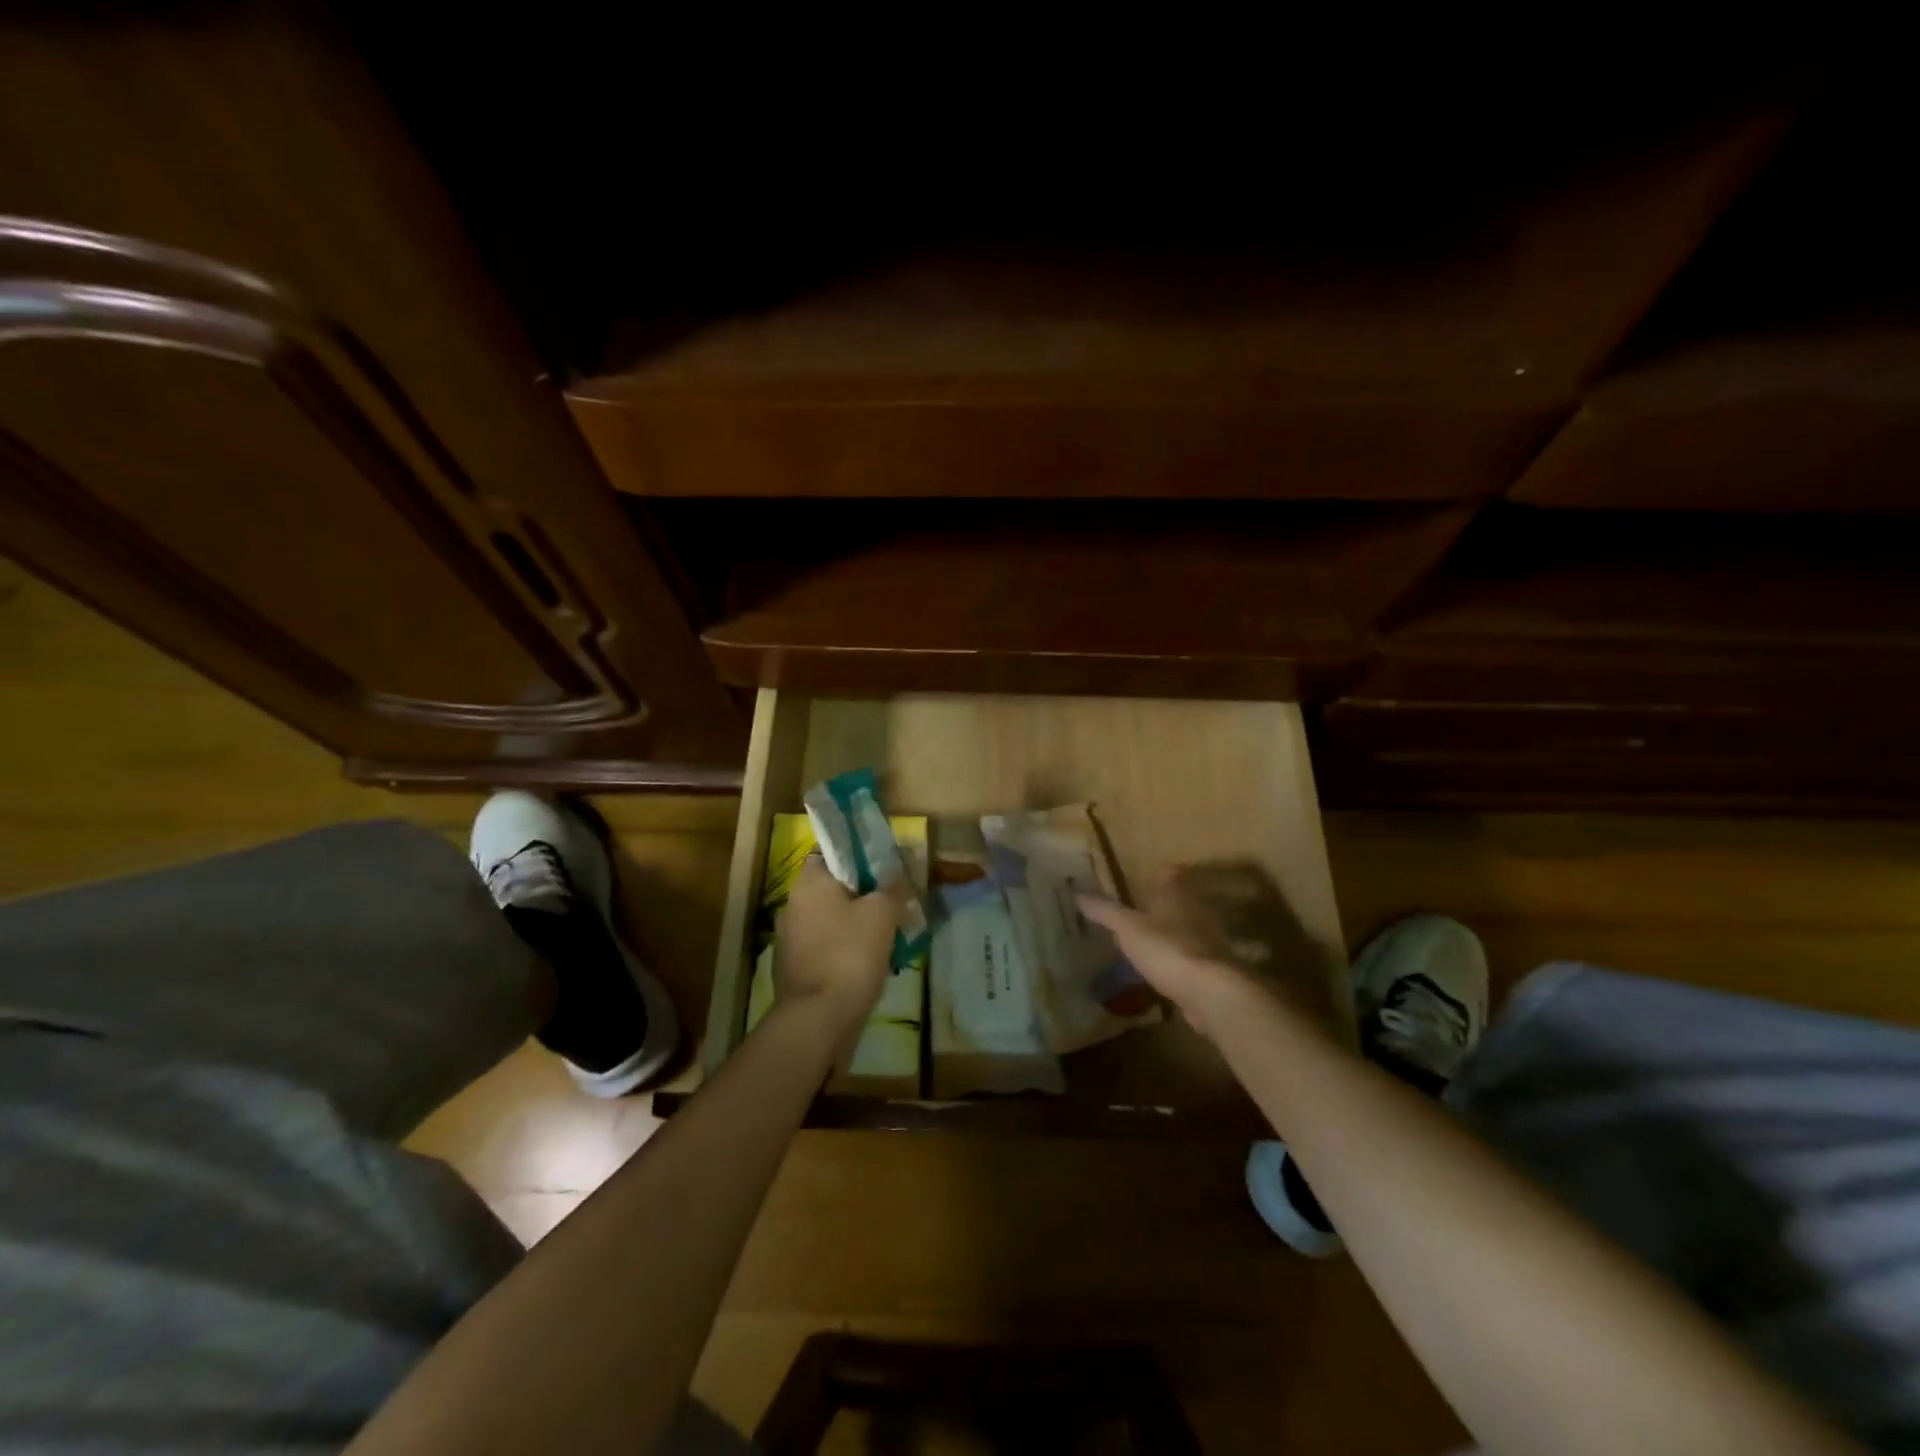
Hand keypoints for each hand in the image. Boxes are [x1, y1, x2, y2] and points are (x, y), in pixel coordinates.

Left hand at [774, 855, 904, 1022]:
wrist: (820, 1018)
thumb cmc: (850, 953)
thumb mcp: (882, 913)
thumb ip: (892, 887)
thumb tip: (896, 872)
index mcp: (808, 882)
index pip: (830, 854)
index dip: (858, 857)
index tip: (884, 869)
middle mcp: (793, 904)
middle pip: (833, 888)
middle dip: (862, 894)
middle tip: (893, 903)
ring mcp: (790, 938)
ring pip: (831, 919)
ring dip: (856, 924)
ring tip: (888, 935)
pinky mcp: (795, 967)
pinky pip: (827, 946)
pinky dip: (846, 949)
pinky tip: (870, 961)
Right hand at [1081, 860, 1344, 1043]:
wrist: (1211, 993)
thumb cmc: (1167, 948)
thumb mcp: (1127, 928)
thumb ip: (1104, 911)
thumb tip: (1078, 893)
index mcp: (1177, 894)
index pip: (1170, 873)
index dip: (1158, 873)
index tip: (1144, 877)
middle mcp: (1197, 911)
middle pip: (1180, 901)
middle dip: (1163, 905)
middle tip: (1139, 910)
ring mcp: (1209, 941)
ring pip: (1186, 929)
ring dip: (1170, 933)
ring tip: (1146, 941)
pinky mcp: (1212, 969)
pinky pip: (1190, 957)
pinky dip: (1177, 960)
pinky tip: (1161, 970)